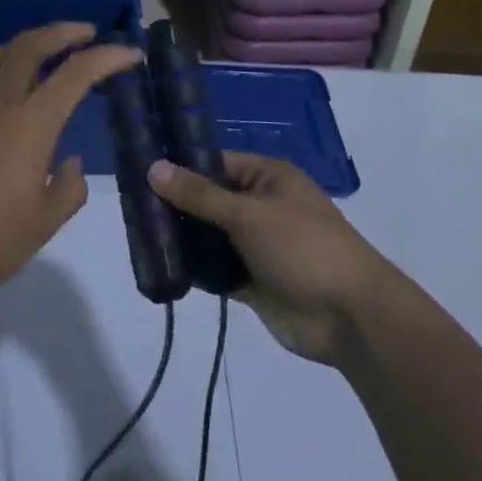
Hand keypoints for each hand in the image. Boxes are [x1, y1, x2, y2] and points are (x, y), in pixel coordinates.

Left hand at [0, 23, 141, 312]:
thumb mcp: (42, 226)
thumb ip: (67, 189)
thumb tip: (68, 161)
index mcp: (30, 125)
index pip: (76, 73)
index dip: (108, 57)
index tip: (131, 54)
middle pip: (31, 46)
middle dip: (64, 31)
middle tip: (89, 32)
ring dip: (29, 40)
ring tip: (48, 47)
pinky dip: (1, 60)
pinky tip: (7, 80)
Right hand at [148, 152, 398, 365]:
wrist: (350, 317)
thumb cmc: (303, 248)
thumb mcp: (248, 214)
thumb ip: (199, 194)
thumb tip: (153, 167)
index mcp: (268, 178)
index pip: (216, 163)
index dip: (181, 166)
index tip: (139, 171)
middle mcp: (261, 206)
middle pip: (209, 199)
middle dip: (176, 205)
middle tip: (131, 207)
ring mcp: (257, 245)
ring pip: (210, 235)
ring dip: (183, 238)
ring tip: (138, 235)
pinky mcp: (252, 280)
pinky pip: (216, 268)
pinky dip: (195, 269)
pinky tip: (161, 267)